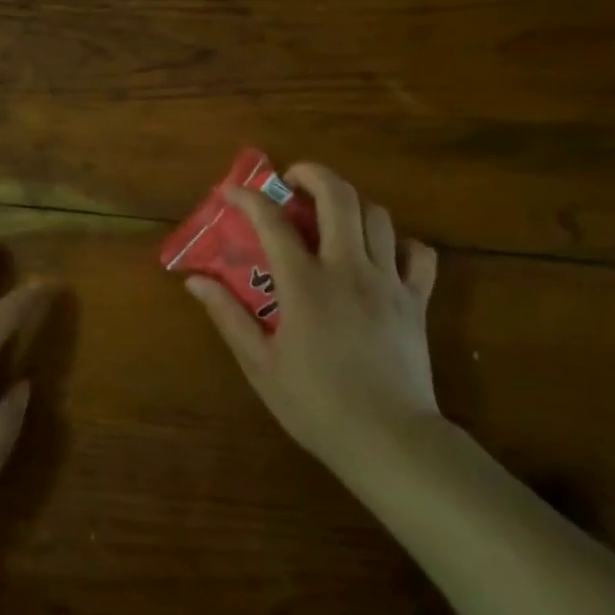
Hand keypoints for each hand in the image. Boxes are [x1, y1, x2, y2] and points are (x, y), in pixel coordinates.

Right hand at [185, 163, 443, 477]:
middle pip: (338, 197)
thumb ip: (228, 315)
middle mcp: (348, 269)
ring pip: (378, 216)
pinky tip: (382, 255)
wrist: (390, 440)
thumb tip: (195, 281)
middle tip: (293, 180)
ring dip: (351, 205)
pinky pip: (419, 254)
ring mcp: (388, 282)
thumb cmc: (316, 404)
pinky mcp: (416, 301)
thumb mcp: (260, 364)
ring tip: (331, 217)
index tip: (230, 190)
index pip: (272, 222)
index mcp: (305, 284)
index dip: (247, 198)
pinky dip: (401, 244)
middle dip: (312, 174)